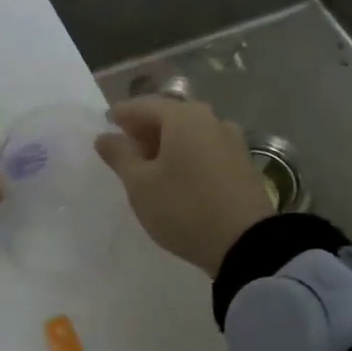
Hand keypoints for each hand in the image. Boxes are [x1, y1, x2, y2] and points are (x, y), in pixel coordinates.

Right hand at [95, 97, 274, 276]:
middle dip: (144, 129)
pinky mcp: (242, 163)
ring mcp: (231, 140)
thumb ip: (119, 155)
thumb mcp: (140, 184)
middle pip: (168, 116)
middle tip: (124, 147)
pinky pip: (204, 148)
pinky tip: (175, 175)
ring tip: (148, 165)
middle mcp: (210, 119)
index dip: (120, 115)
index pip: (143, 106)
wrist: (246, 244)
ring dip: (165, 143)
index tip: (104, 124)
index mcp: (183, 117)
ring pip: (188, 133)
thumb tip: (105, 137)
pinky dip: (185, 154)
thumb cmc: (183, 207)